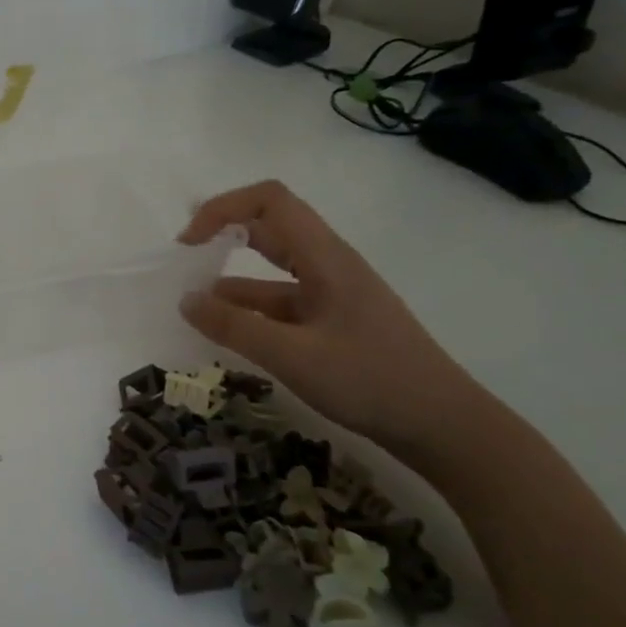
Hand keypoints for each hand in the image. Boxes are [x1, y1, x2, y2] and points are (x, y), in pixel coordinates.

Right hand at [177, 181, 483, 456]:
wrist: (442, 425)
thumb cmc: (371, 381)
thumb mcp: (292, 356)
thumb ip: (234, 327)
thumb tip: (185, 300)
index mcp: (325, 257)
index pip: (270, 201)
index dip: (223, 208)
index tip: (189, 242)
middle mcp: (329, 266)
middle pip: (270, 228)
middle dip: (223, 235)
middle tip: (183, 260)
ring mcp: (332, 295)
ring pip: (272, 272)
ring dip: (232, 281)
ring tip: (193, 307)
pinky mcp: (332, 323)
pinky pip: (282, 304)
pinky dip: (250, 311)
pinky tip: (227, 334)